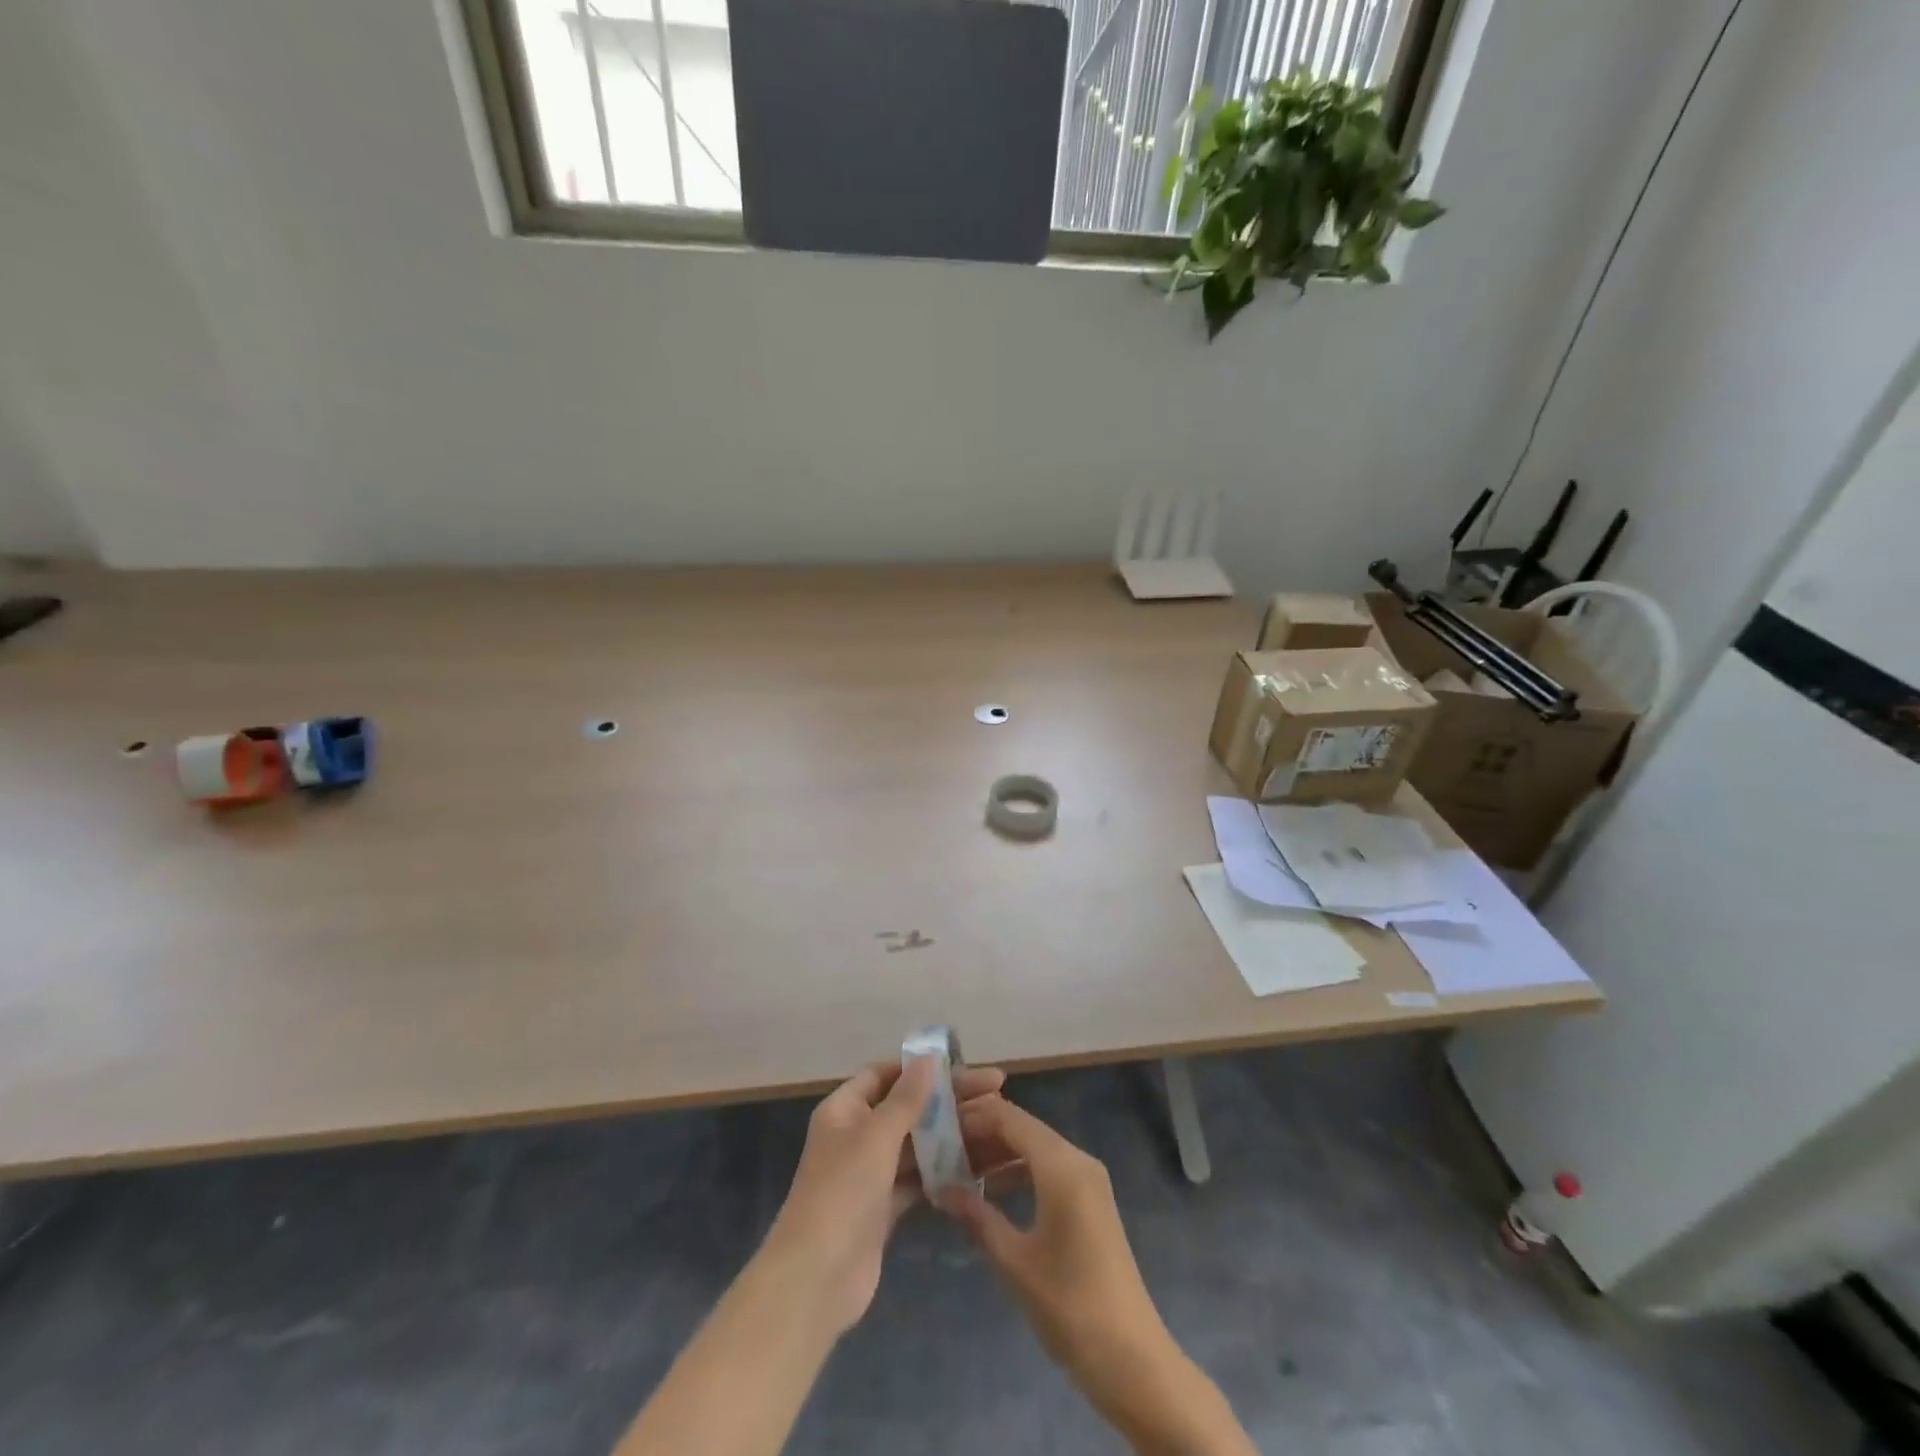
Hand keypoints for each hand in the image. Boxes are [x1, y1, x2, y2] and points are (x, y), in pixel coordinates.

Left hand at [762, 1058, 1006, 1336]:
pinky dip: (941, 1171)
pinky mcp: (882, 1208)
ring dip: (949, 1135)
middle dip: (946, 1100)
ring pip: (915, 1144)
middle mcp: (855, 1135)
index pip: (886, 1074)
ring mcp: (869, 1173)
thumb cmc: (842, 1194)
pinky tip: (977, 1166)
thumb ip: (906, 1098)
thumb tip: (928, 1057)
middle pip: (906, 1107)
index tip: (964, 1064)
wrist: (816, 1281)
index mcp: (844, 1109)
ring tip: (994, 1126)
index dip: (922, 1067)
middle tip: (996, 1092)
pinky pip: (917, 1178)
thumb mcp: (876, 1137)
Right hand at [940, 1098, 1168, 1385]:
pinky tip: (989, 1192)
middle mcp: (1077, 1159)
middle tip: (940, 1149)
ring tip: (956, 1170)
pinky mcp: (1090, 1200)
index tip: (936, 1127)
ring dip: (998, 1153)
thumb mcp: (1014, 1262)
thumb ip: (977, 1217)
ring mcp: (1088, 1179)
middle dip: (981, 1134)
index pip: (1009, 1118)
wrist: (1132, 1359)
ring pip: (1034, 1147)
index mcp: (1061, 1166)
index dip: (972, 1117)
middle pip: (1022, 1128)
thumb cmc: (1069, 1306)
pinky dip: (1018, 1170)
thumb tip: (941, 1189)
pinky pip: (1047, 1168)